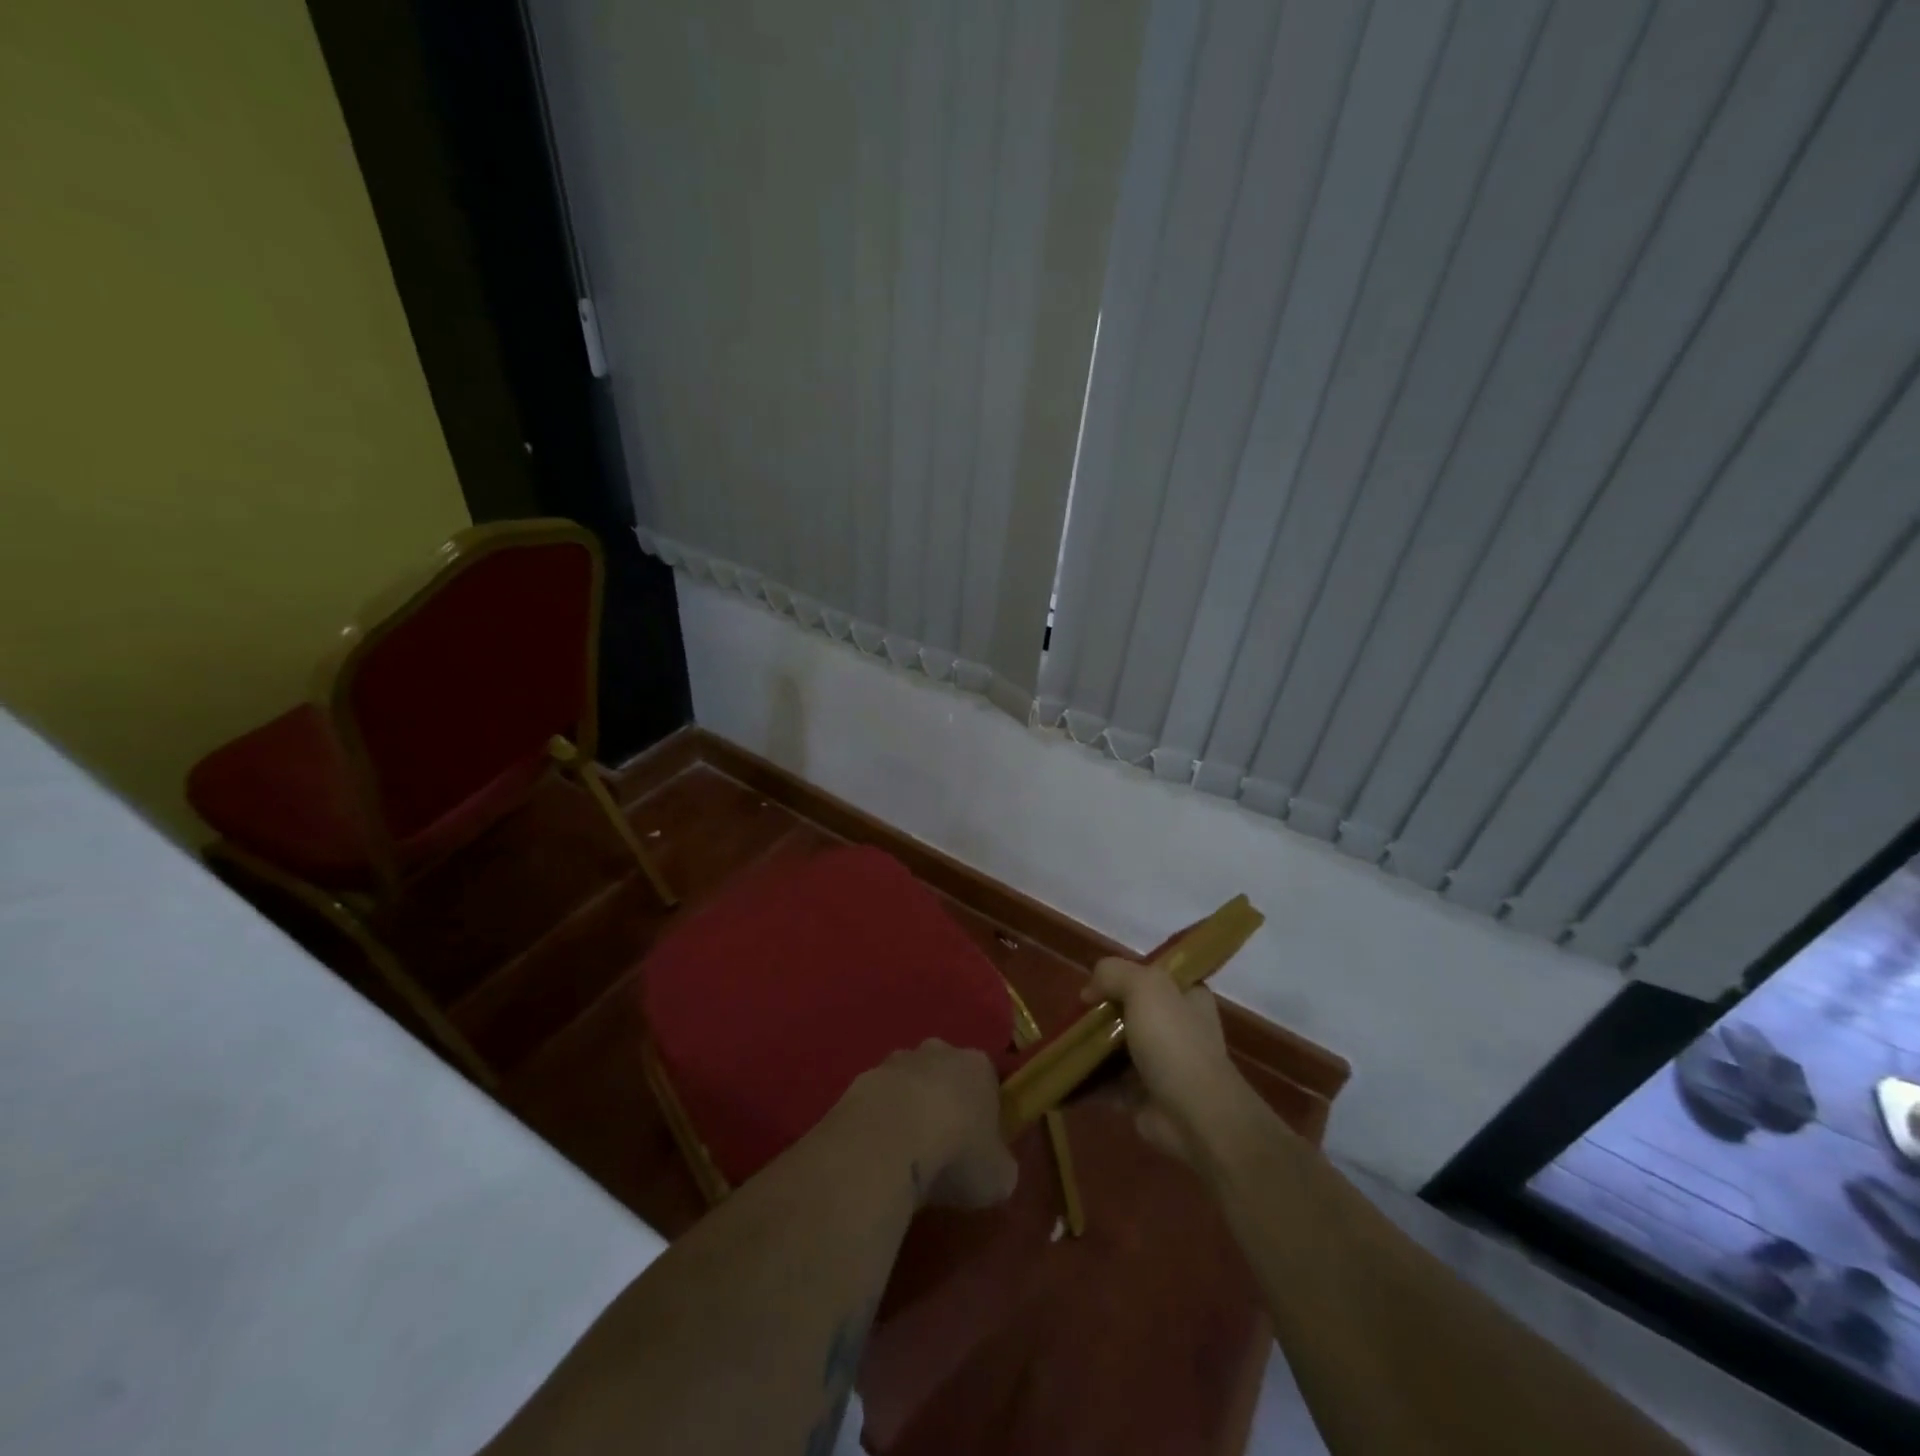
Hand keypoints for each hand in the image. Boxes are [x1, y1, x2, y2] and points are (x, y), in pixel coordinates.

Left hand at [844, 1040, 1017, 1209]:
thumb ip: (1000, 1167)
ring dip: (907, 1109)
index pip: (987, 1081)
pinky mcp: (861, 1079)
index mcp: (978, 1066)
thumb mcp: (998, 1178)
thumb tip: (994, 1169)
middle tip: (941, 1147)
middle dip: (943, 1102)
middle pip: (945, 1073)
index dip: (984, 1111)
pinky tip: (877, 1154)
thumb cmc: (955, 1154)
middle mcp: (938, 1051)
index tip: (978, 1144)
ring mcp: (896, 1062)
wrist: (886, 1142)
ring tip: (904, 1154)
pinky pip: (877, 1101)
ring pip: (908, 1083)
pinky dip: (878, 1122)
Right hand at [1081, 958, 1273, 1167]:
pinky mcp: (1144, 1095)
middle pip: (1130, 1011)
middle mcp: (1177, 1027)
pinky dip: (1087, 1078)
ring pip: (1117, 1047)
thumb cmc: (1173, 1041)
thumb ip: (1113, 973)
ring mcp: (1161, 1064)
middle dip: (1101, 1012)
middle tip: (1075, 1014)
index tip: (1097, 983)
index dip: (1124, 975)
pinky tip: (1064, 1071)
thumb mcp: (1145, 987)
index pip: (1153, 976)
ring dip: (1091, 1046)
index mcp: (1187, 997)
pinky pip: (1109, 1081)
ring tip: (1061, 1041)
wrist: (1194, 1115)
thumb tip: (1089, 992)